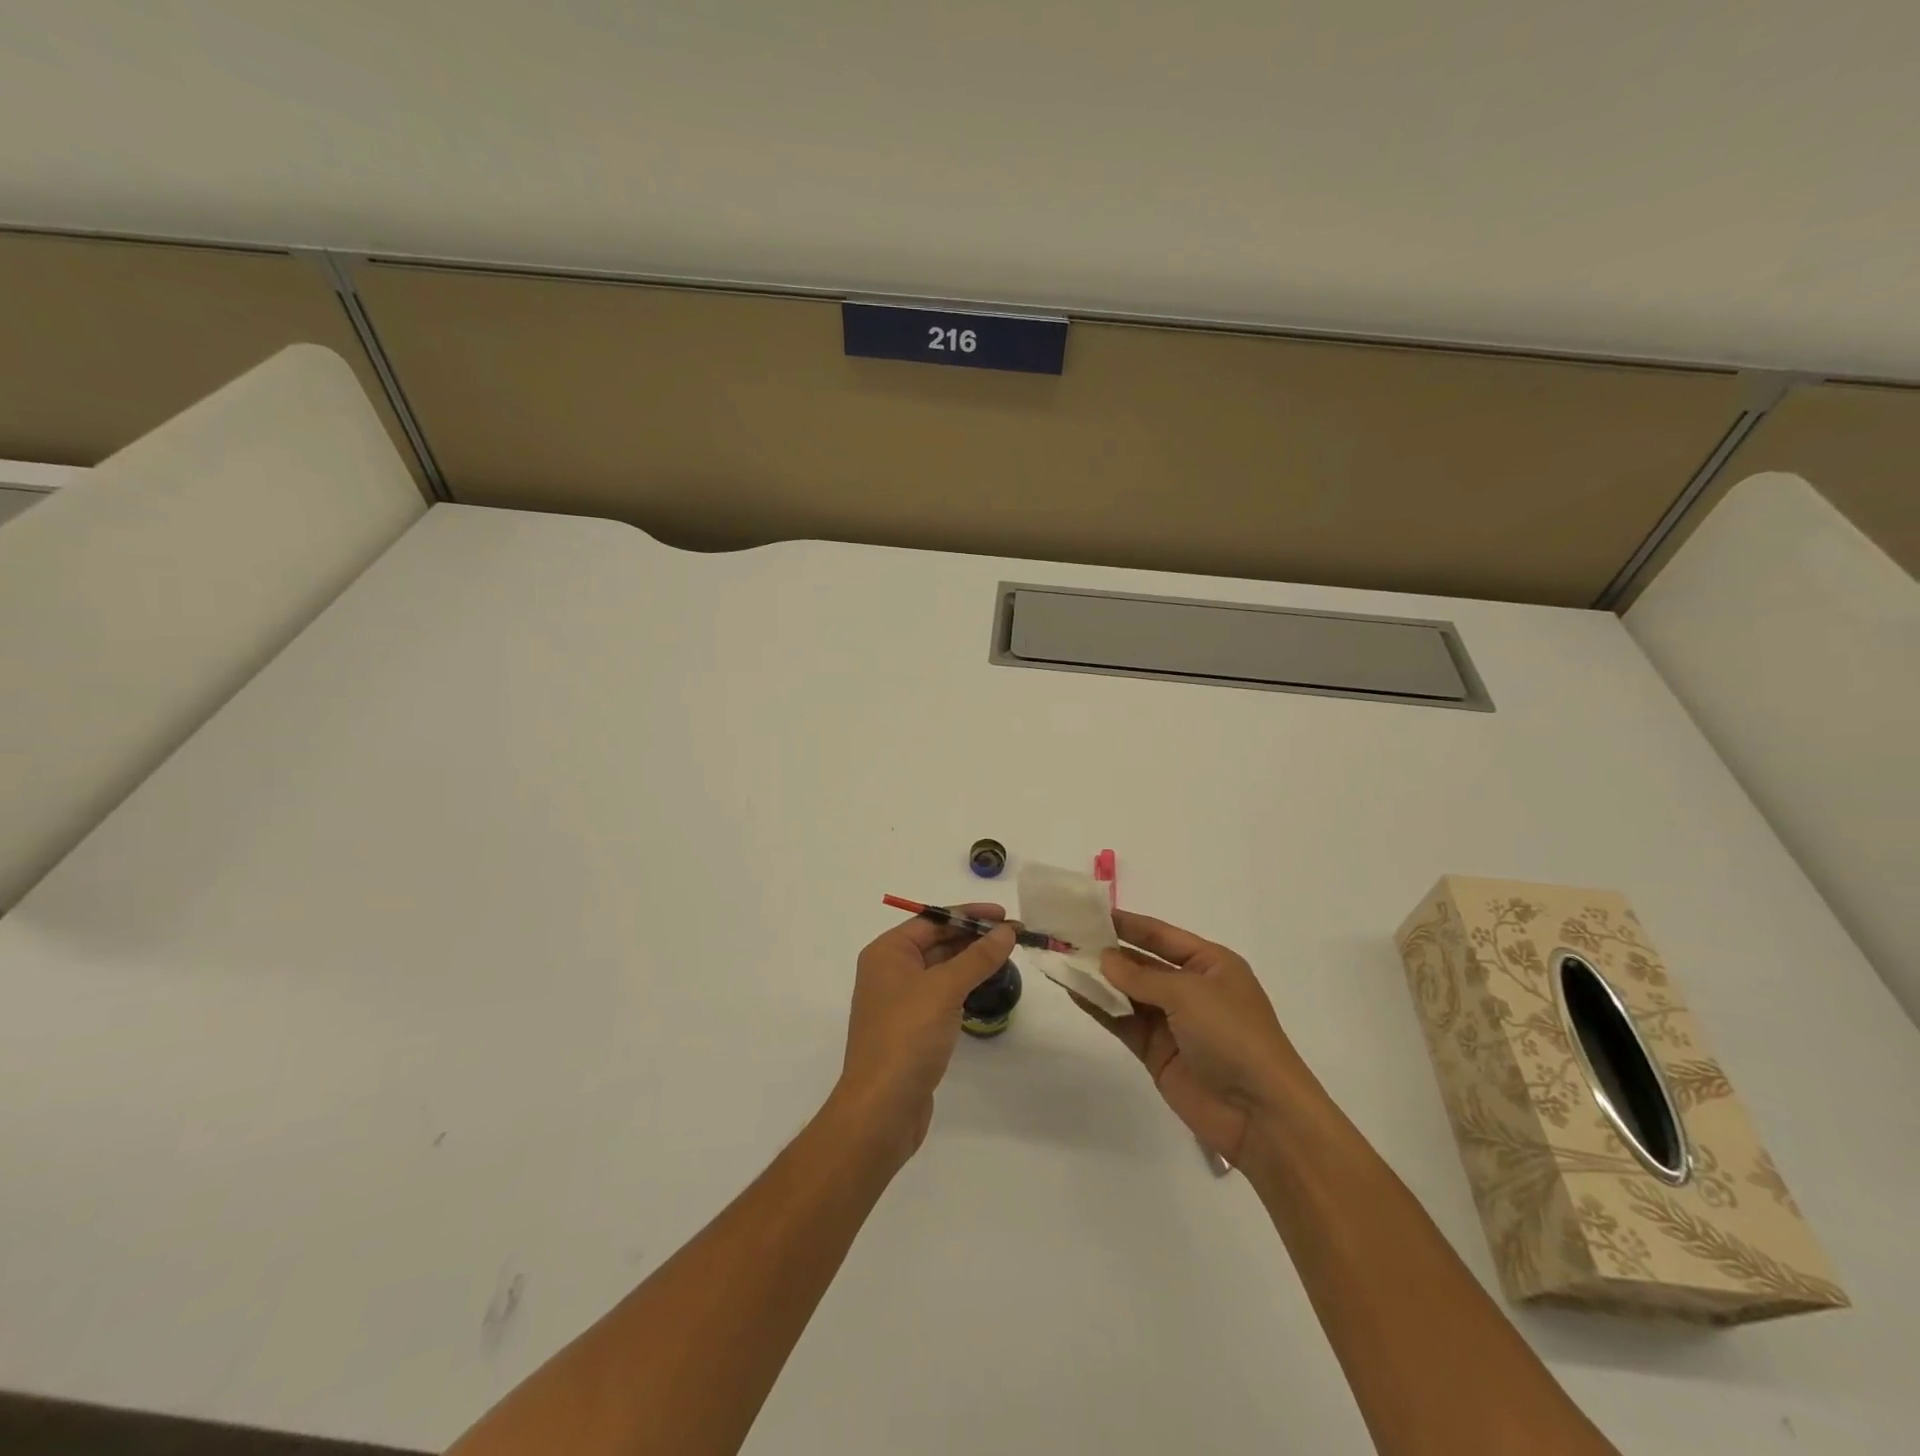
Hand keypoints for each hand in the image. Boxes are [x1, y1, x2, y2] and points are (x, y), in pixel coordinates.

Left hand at [836, 904, 1016, 1162]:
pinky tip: (986, 986)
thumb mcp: (945, 989)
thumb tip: (1007, 931)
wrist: (881, 1108)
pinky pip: (941, 995)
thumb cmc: (907, 1036)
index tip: (1004, 915)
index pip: (932, 919)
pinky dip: (963, 986)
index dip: (969, 915)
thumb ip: (977, 957)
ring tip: (1007, 956)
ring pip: (940, 969)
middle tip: (1014, 935)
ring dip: (970, 961)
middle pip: (936, 942)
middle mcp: (889, 971)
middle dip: (973, 937)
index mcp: (887, 952)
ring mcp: (899, 1002)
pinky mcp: (911, 1029)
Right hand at [1075, 910, 1310, 1167]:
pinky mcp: (1157, 1052)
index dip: (1128, 924)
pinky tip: (1074, 992)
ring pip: (1128, 992)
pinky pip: (1123, 1021)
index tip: (1091, 911)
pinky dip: (1100, 1007)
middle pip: (1142, 963)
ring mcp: (1173, 1022)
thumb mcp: (1189, 994)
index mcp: (1211, 964)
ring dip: (1098, 978)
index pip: (1162, 936)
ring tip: (1062, 960)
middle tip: (1067, 935)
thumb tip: (1103, 959)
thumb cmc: (1233, 1036)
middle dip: (1107, 951)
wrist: (1259, 1113)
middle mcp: (1191, 988)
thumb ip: (1141, 976)